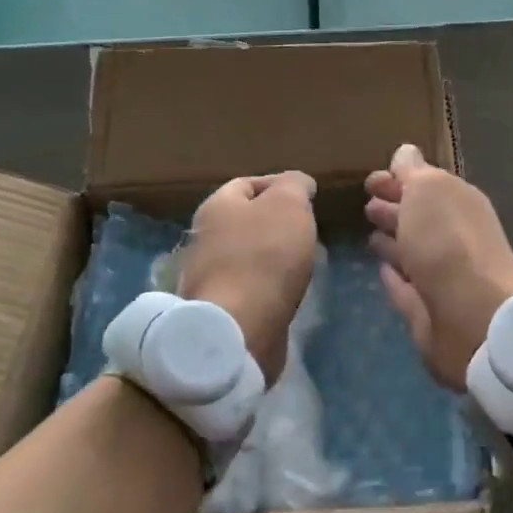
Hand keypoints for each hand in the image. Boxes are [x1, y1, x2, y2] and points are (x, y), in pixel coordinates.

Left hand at [178, 172, 317, 383]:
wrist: (237, 328)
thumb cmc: (265, 255)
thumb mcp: (289, 204)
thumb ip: (295, 185)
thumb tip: (298, 184)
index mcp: (216, 206)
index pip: (248, 183)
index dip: (279, 186)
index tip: (307, 199)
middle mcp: (204, 237)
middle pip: (246, 220)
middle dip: (277, 223)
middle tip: (308, 231)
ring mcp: (208, 276)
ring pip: (248, 255)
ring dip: (274, 257)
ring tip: (304, 263)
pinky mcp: (219, 309)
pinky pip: (248, 287)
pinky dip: (268, 286)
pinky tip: (288, 292)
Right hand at [365, 143, 512, 390]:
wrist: (473, 316)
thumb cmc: (447, 240)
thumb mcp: (428, 190)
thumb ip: (413, 172)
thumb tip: (405, 153)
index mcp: (457, 202)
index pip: (425, 184)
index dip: (398, 179)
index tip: (369, 181)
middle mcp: (452, 236)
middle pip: (419, 218)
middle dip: (394, 209)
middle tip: (366, 206)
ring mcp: (441, 275)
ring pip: (412, 251)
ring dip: (393, 242)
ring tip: (369, 235)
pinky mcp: (428, 311)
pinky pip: (406, 287)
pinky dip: (394, 277)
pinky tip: (380, 270)